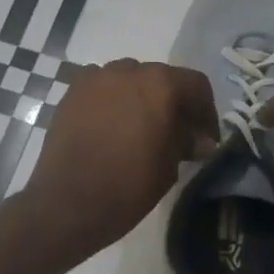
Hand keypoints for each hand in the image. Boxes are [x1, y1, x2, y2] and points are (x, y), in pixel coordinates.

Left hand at [22, 59, 218, 255]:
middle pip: (160, 78)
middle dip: (172, 103)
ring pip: (128, 79)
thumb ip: (185, 142)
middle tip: (176, 133)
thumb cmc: (127, 186)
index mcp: (159, 85)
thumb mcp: (168, 167)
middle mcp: (126, 70)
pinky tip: (111, 127)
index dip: (206, 112)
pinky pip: (101, 88)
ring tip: (141, 128)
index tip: (205, 138)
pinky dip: (112, 101)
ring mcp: (94, 78)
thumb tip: (198, 140)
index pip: (195, 85)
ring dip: (140, 98)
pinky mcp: (71, 93)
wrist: (67, 202)